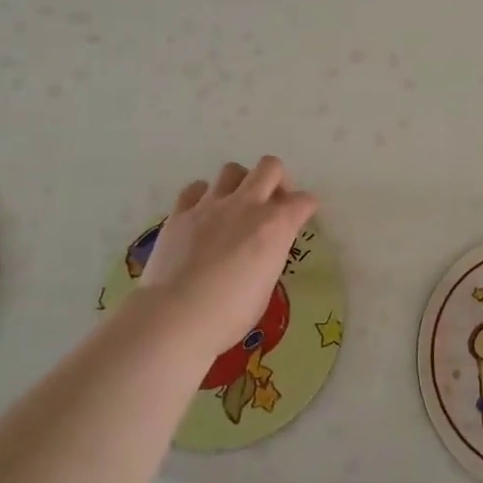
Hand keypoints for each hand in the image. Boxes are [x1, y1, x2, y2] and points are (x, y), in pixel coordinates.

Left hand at [133, 157, 317, 357]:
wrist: (176, 316)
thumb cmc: (229, 314)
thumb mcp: (265, 287)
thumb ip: (268, 256)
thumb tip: (262, 250)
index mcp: (275, 226)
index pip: (303, 201)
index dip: (306, 207)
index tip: (303, 216)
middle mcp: (247, 205)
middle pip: (270, 167)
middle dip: (277, 179)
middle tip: (272, 202)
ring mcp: (211, 205)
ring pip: (232, 170)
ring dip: (240, 183)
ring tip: (235, 206)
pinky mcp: (180, 212)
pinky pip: (195, 189)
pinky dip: (202, 196)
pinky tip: (202, 214)